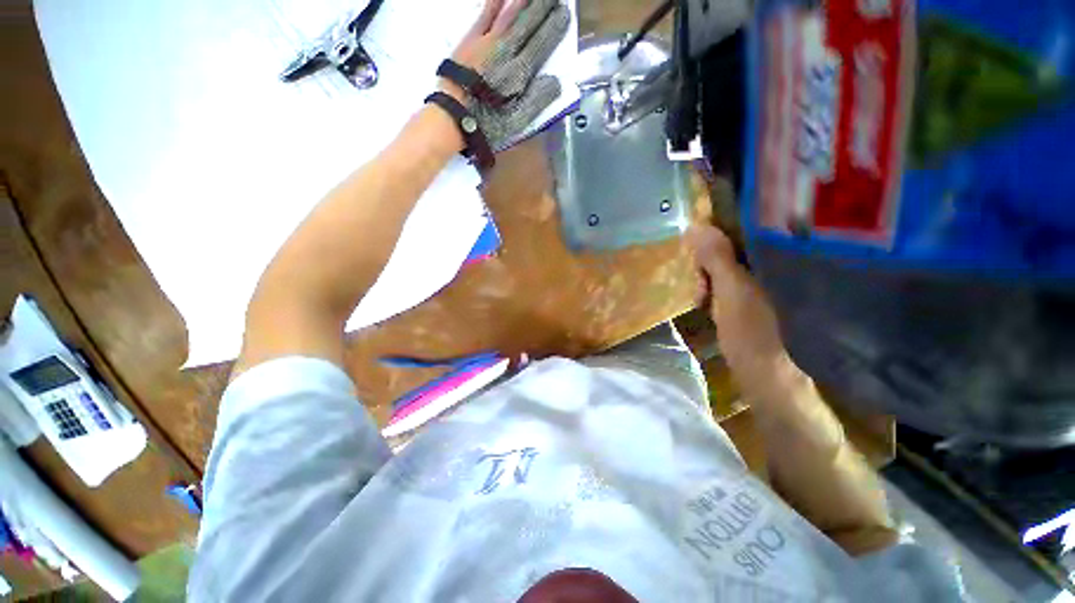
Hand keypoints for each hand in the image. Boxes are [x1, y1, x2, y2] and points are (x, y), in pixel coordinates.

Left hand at [442, 0, 569, 148]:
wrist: (454, 117)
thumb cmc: (487, 123)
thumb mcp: (517, 120)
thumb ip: (538, 101)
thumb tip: (555, 82)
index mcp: (519, 72)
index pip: (542, 44)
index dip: (554, 28)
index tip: (565, 14)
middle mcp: (506, 51)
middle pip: (528, 24)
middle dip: (542, 8)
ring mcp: (487, 43)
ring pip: (509, 15)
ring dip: (523, 2)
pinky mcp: (470, 41)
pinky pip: (484, 16)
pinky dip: (493, 4)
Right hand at [688, 225, 791, 389]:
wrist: (766, 372)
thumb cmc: (752, 330)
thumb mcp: (731, 291)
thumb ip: (716, 258)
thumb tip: (694, 226)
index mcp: (772, 256)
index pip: (738, 227)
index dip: (711, 235)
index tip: (693, 252)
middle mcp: (770, 262)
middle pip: (728, 246)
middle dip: (705, 262)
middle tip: (699, 285)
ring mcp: (761, 280)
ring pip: (724, 263)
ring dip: (706, 276)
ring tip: (700, 297)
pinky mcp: (751, 295)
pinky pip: (724, 280)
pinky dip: (711, 287)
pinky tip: (704, 299)